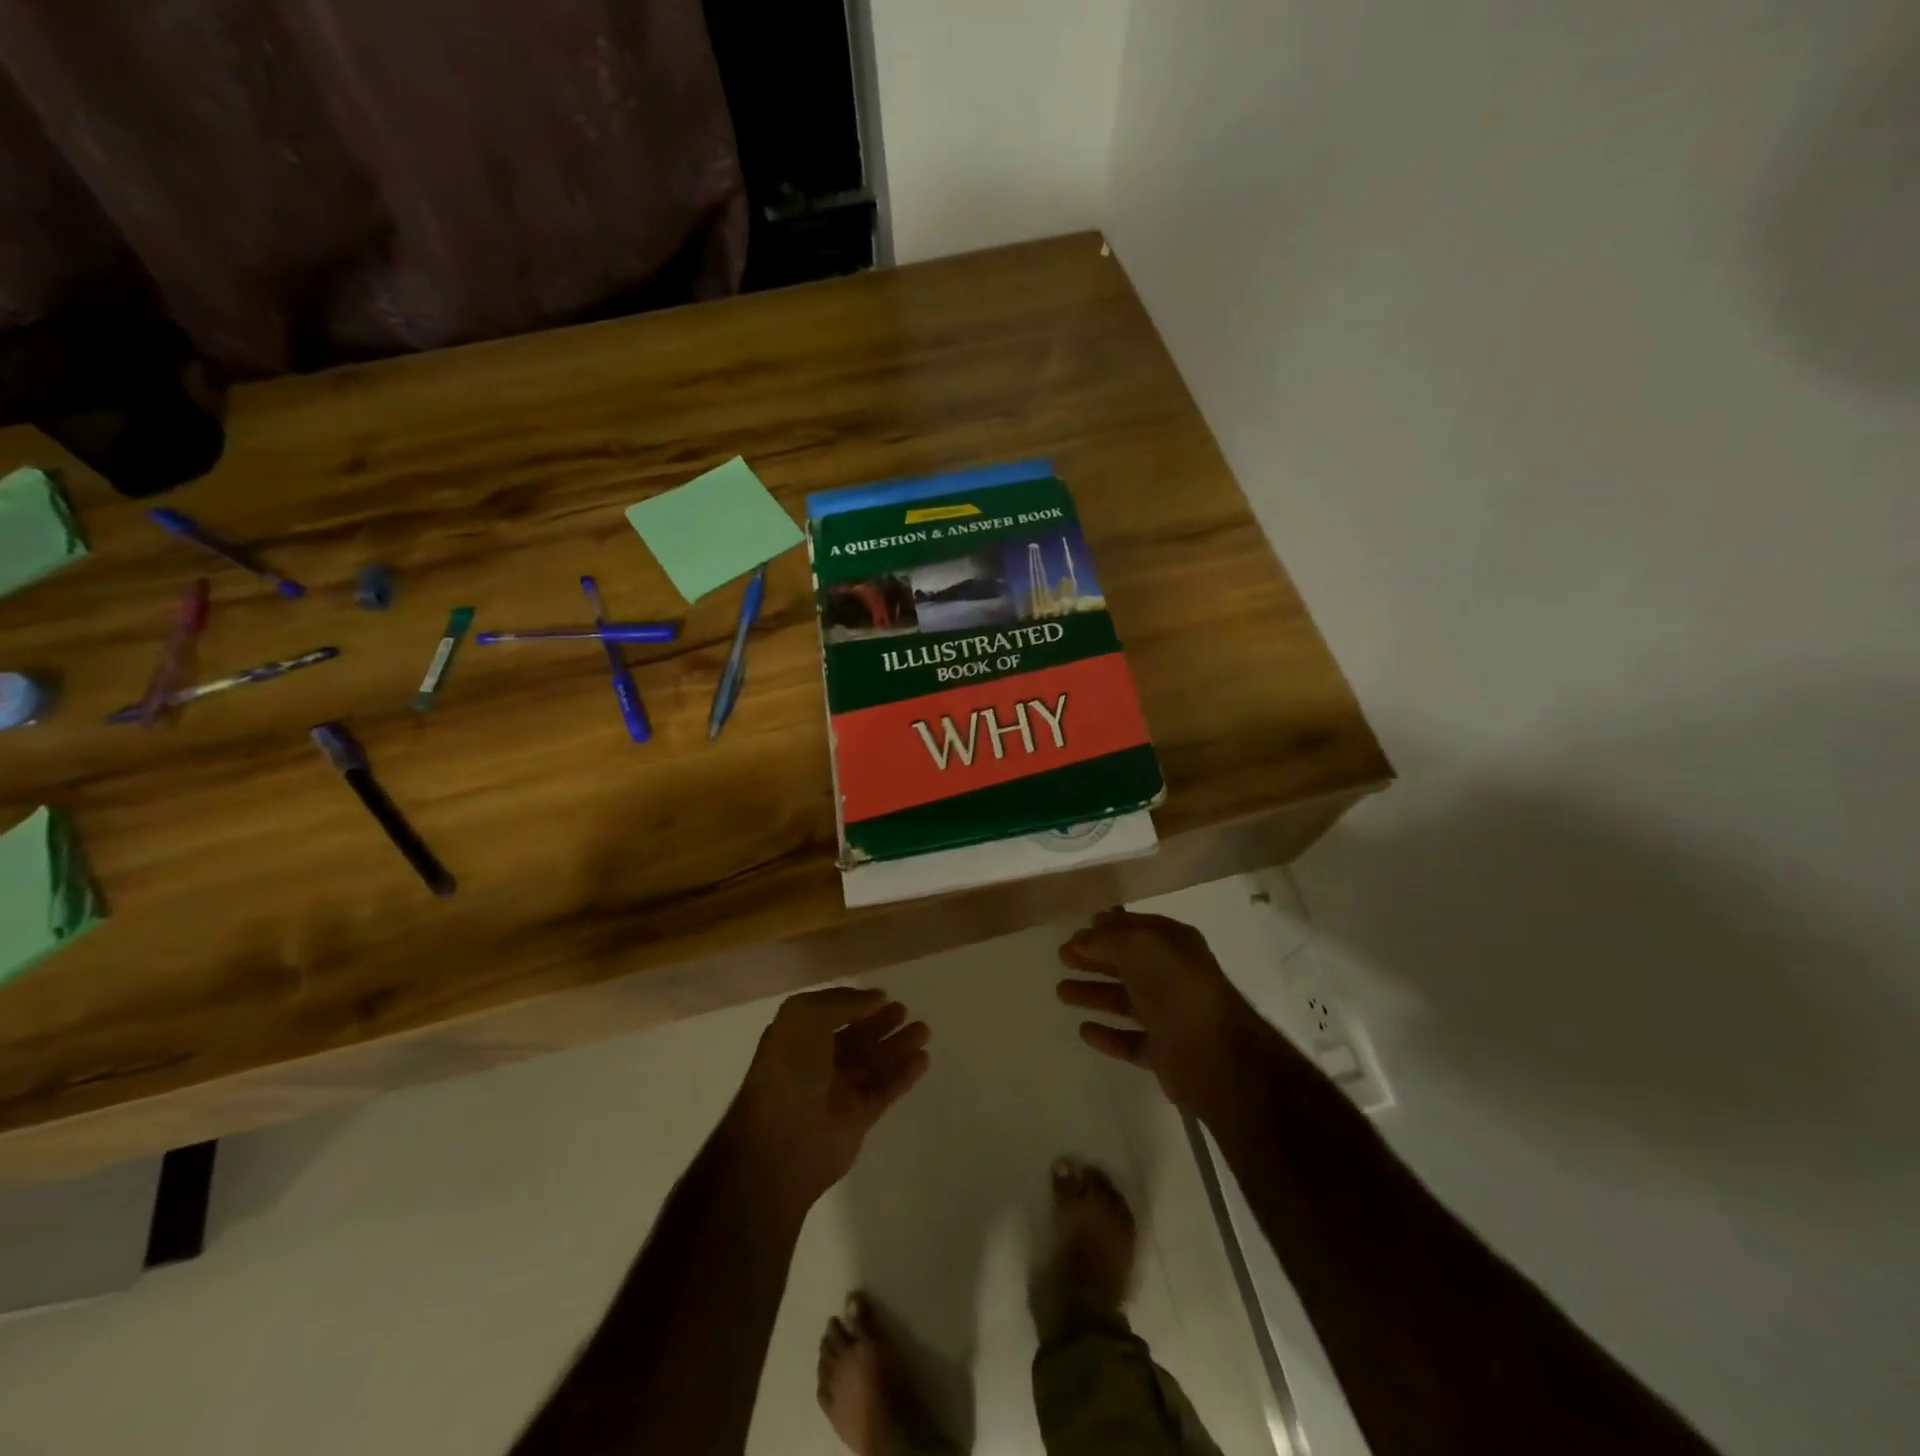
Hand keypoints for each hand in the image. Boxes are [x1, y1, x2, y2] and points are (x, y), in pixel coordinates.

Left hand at [724, 987, 930, 1211]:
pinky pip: (885, 1090)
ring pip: (873, 1063)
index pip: (829, 1015)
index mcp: (797, 1039)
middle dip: (880, 1023)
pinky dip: (904, 1074)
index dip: (854, 1004)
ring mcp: (837, 1092)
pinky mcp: (857, 1118)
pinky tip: (924, 1058)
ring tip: (924, 1030)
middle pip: (855, 1038)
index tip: (882, 996)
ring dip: (898, 1046)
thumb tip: (875, 998)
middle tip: (905, 1010)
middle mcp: (816, 1064)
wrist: (781, 1142)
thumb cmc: (788, 1071)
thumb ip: (842, 1002)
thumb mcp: (805, 1017)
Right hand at [1058, 909, 1258, 1112]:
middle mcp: (1174, 976)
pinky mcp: (1165, 1051)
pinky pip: (1130, 1039)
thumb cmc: (1176, 989)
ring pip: (1125, 1000)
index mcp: (1175, 944)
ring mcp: (1170, 1015)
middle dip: (1094, 958)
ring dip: (1094, 994)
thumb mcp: (1139, 948)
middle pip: (1127, 963)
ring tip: (1061, 992)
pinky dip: (1108, 1035)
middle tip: (1062, 957)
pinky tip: (1084, 1031)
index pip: (1136, 928)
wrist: (1215, 1056)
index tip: (1076, 932)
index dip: (1106, 928)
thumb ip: (1106, 940)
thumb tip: (1081, 939)